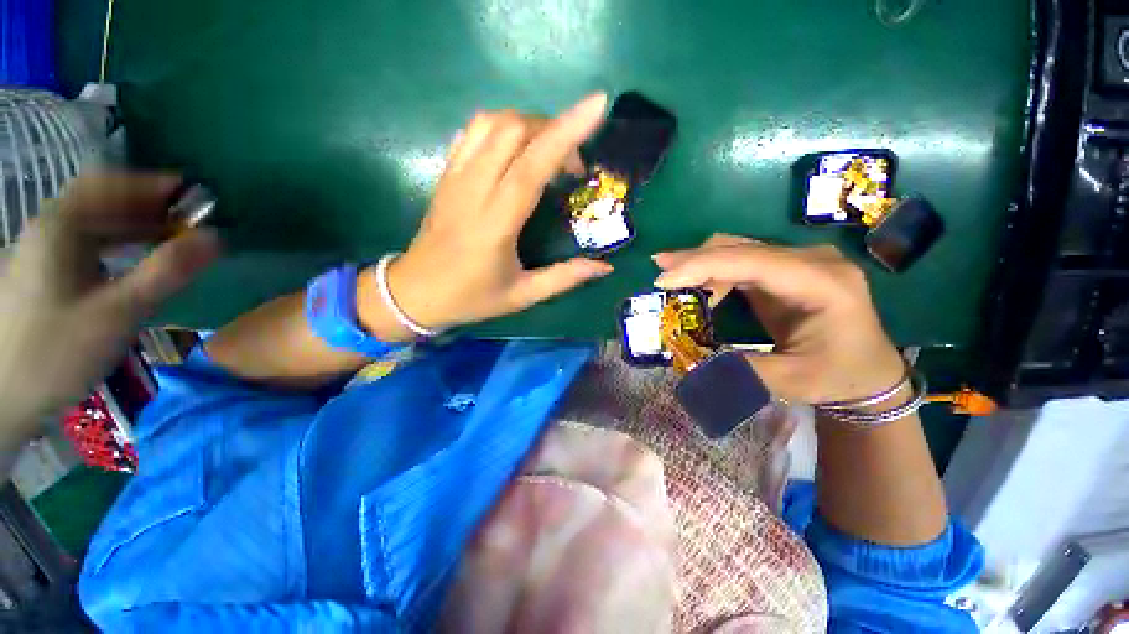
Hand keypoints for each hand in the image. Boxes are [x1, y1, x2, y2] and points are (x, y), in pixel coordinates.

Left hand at [0, 173, 218, 438]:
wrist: (2, 399)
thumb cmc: (55, 352)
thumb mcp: (118, 312)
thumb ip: (167, 272)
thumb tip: (217, 239)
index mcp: (60, 228)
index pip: (108, 185)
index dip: (151, 184)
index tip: (193, 193)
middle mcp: (48, 230)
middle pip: (101, 202)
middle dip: (147, 206)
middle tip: (190, 220)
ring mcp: (43, 254)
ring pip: (94, 224)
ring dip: (135, 225)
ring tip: (172, 238)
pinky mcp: (44, 277)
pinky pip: (86, 245)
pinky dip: (117, 244)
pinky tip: (135, 260)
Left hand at [360, 94, 613, 337]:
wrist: (414, 294)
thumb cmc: (471, 298)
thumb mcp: (522, 296)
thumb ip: (564, 278)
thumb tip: (605, 267)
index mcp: (495, 224)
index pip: (531, 166)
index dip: (565, 133)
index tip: (597, 105)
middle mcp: (473, 191)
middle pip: (513, 131)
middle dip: (553, 130)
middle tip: (572, 166)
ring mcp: (455, 177)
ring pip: (491, 123)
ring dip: (528, 124)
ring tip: (547, 153)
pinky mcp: (446, 175)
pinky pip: (473, 132)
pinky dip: (501, 128)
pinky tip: (515, 150)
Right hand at [652, 235, 904, 404]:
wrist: (869, 370)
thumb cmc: (839, 376)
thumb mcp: (792, 381)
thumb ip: (742, 371)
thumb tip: (692, 364)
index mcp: (822, 283)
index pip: (753, 261)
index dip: (704, 267)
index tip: (664, 280)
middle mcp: (811, 261)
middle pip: (741, 247)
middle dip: (694, 260)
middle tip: (659, 275)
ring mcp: (798, 262)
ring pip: (737, 249)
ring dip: (700, 264)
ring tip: (670, 281)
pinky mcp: (784, 270)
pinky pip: (740, 261)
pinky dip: (712, 272)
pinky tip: (695, 286)